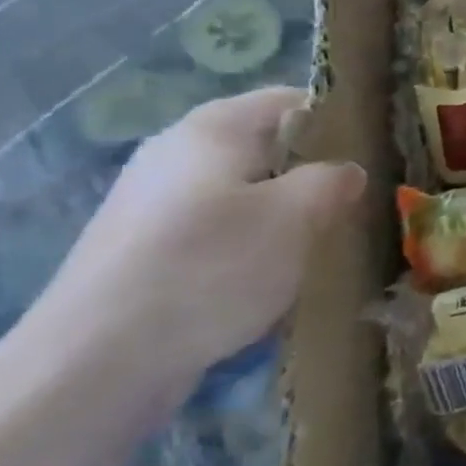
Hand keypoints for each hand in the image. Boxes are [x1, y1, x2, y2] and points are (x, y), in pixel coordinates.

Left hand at [43, 87, 365, 395]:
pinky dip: (244, 249)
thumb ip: (332, 181)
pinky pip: (211, 235)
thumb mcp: (296, 216)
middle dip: (309, 174)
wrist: (93, 364)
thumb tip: (345, 172)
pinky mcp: (137, 254)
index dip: (337, 120)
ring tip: (315, 248)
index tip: (372, 153)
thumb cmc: (210, 267)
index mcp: (213, 128)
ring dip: (279, 216)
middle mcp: (174, 154)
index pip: (290, 100)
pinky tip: (262, 284)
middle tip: (351, 204)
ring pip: (240, 195)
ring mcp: (149, 206)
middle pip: (264, 149)